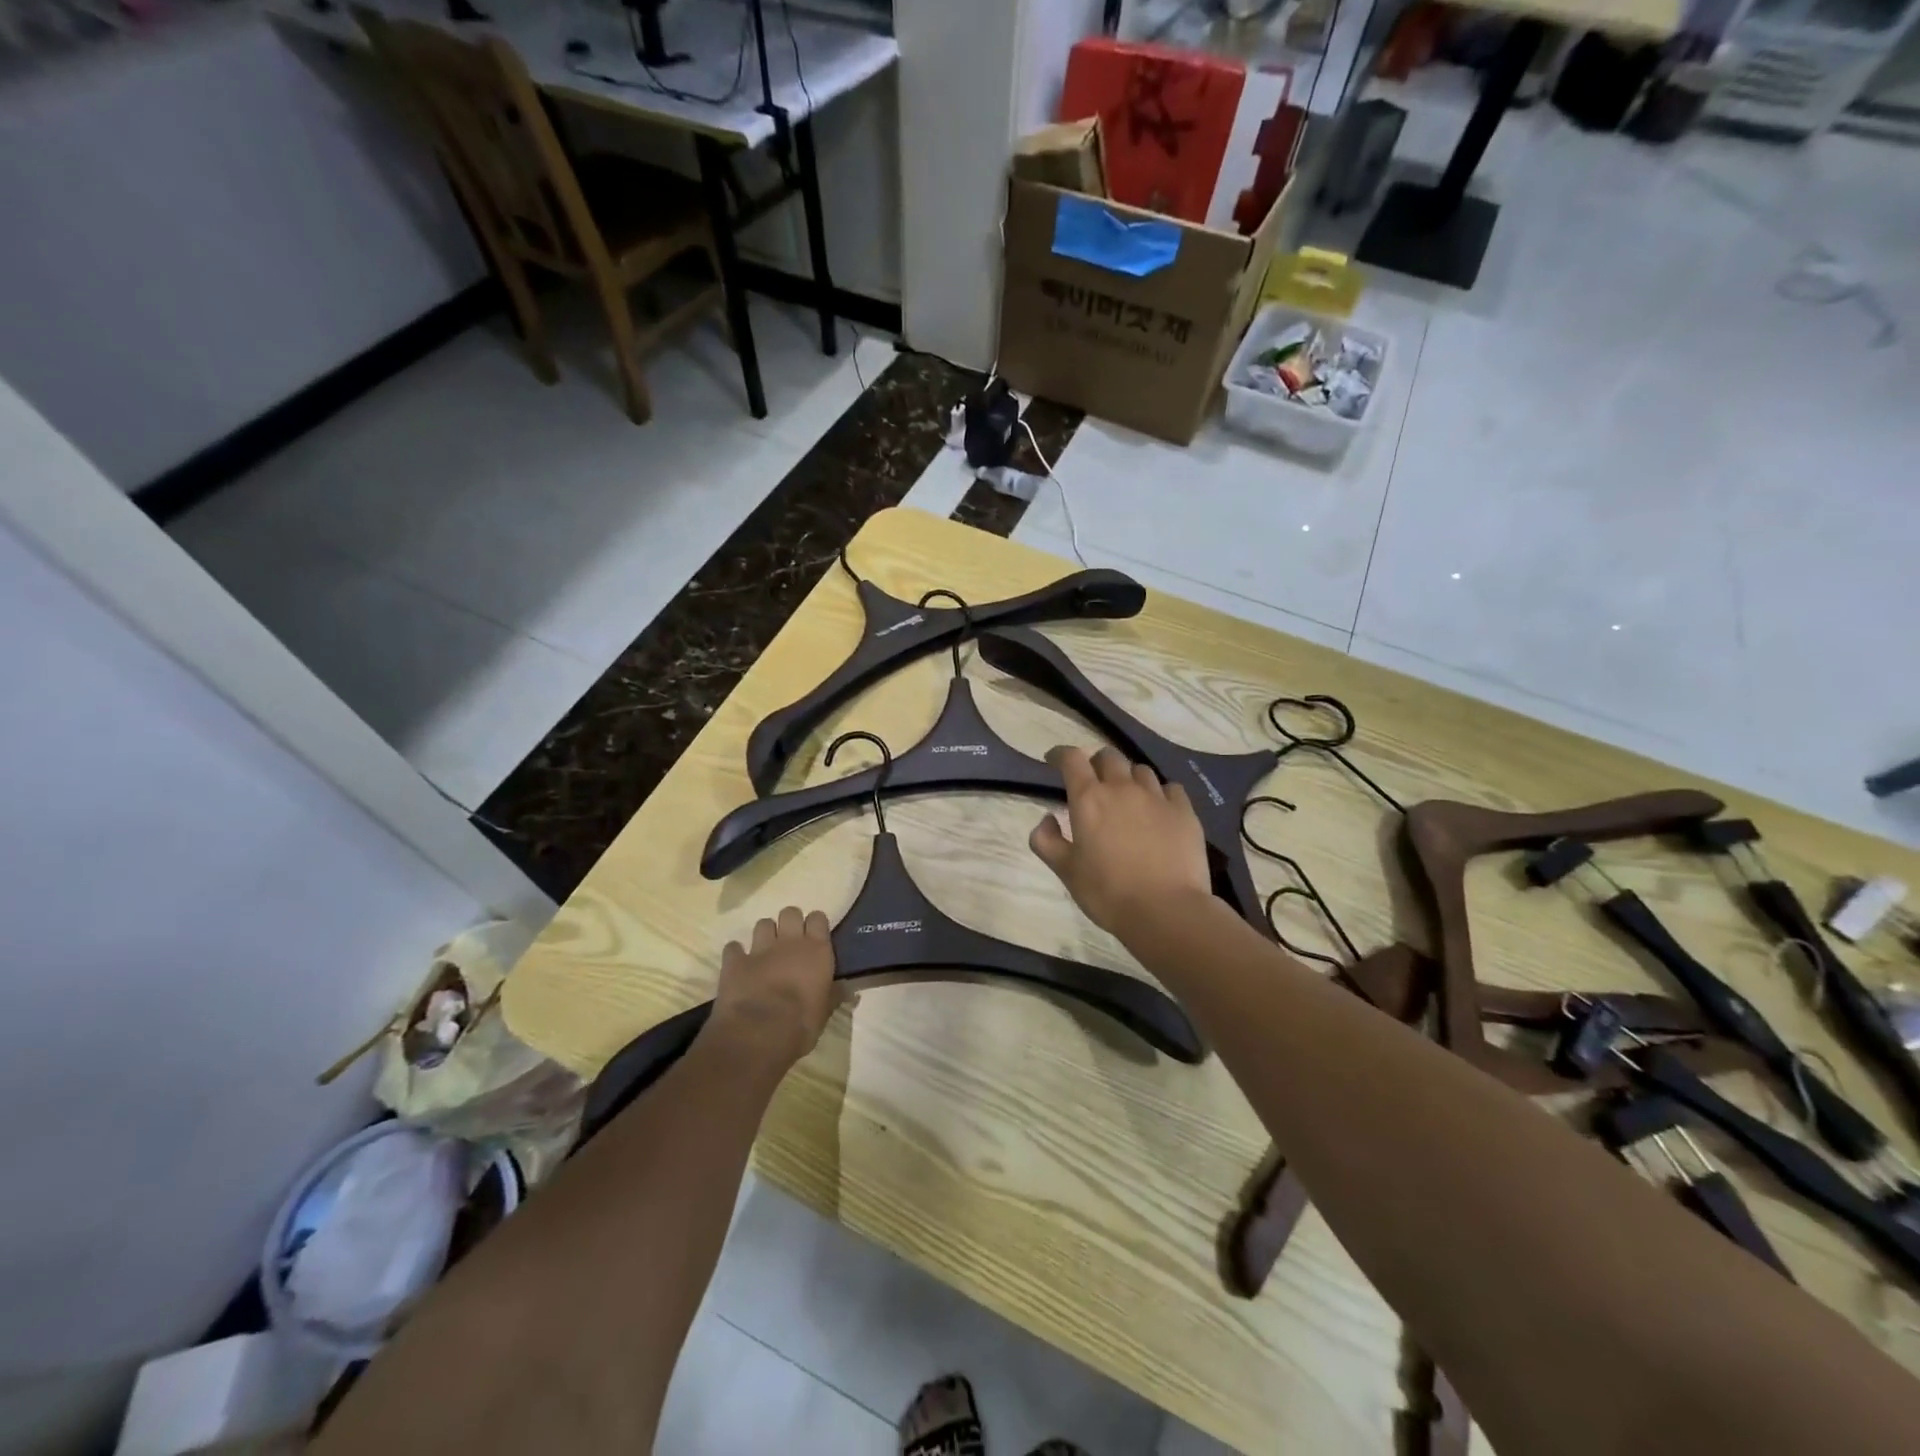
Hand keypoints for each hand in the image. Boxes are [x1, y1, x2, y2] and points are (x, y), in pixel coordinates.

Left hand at [709, 907, 846, 1067]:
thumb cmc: (801, 1023)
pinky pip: (733, 948)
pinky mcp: (735, 962)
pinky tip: (738, 964)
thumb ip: (835, 995)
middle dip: (789, 923)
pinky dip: (736, 954)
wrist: (759, 1033)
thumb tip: (850, 990)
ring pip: (762, 924)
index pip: (818, 918)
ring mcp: (760, 949)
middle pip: (790, 913)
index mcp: (816, 950)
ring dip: (764, 934)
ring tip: (765, 951)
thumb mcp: (825, 1011)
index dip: (815, 925)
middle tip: (790, 942)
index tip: (815, 936)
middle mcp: (789, 941)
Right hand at [1029, 746, 1211, 937]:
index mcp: (1089, 799)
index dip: (1060, 754)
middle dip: (1096, 763)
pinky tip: (1159, 810)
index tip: (1054, 761)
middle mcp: (1122, 788)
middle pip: (1108, 756)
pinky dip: (1160, 793)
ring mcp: (1157, 797)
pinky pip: (1170, 788)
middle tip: (1093, 783)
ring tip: (1128, 797)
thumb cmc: (1108, 892)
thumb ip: (1046, 840)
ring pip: (1140, 770)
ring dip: (1128, 777)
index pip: (1072, 759)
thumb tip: (1047, 818)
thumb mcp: (1065, 871)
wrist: (1166, 910)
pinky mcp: (1184, 811)